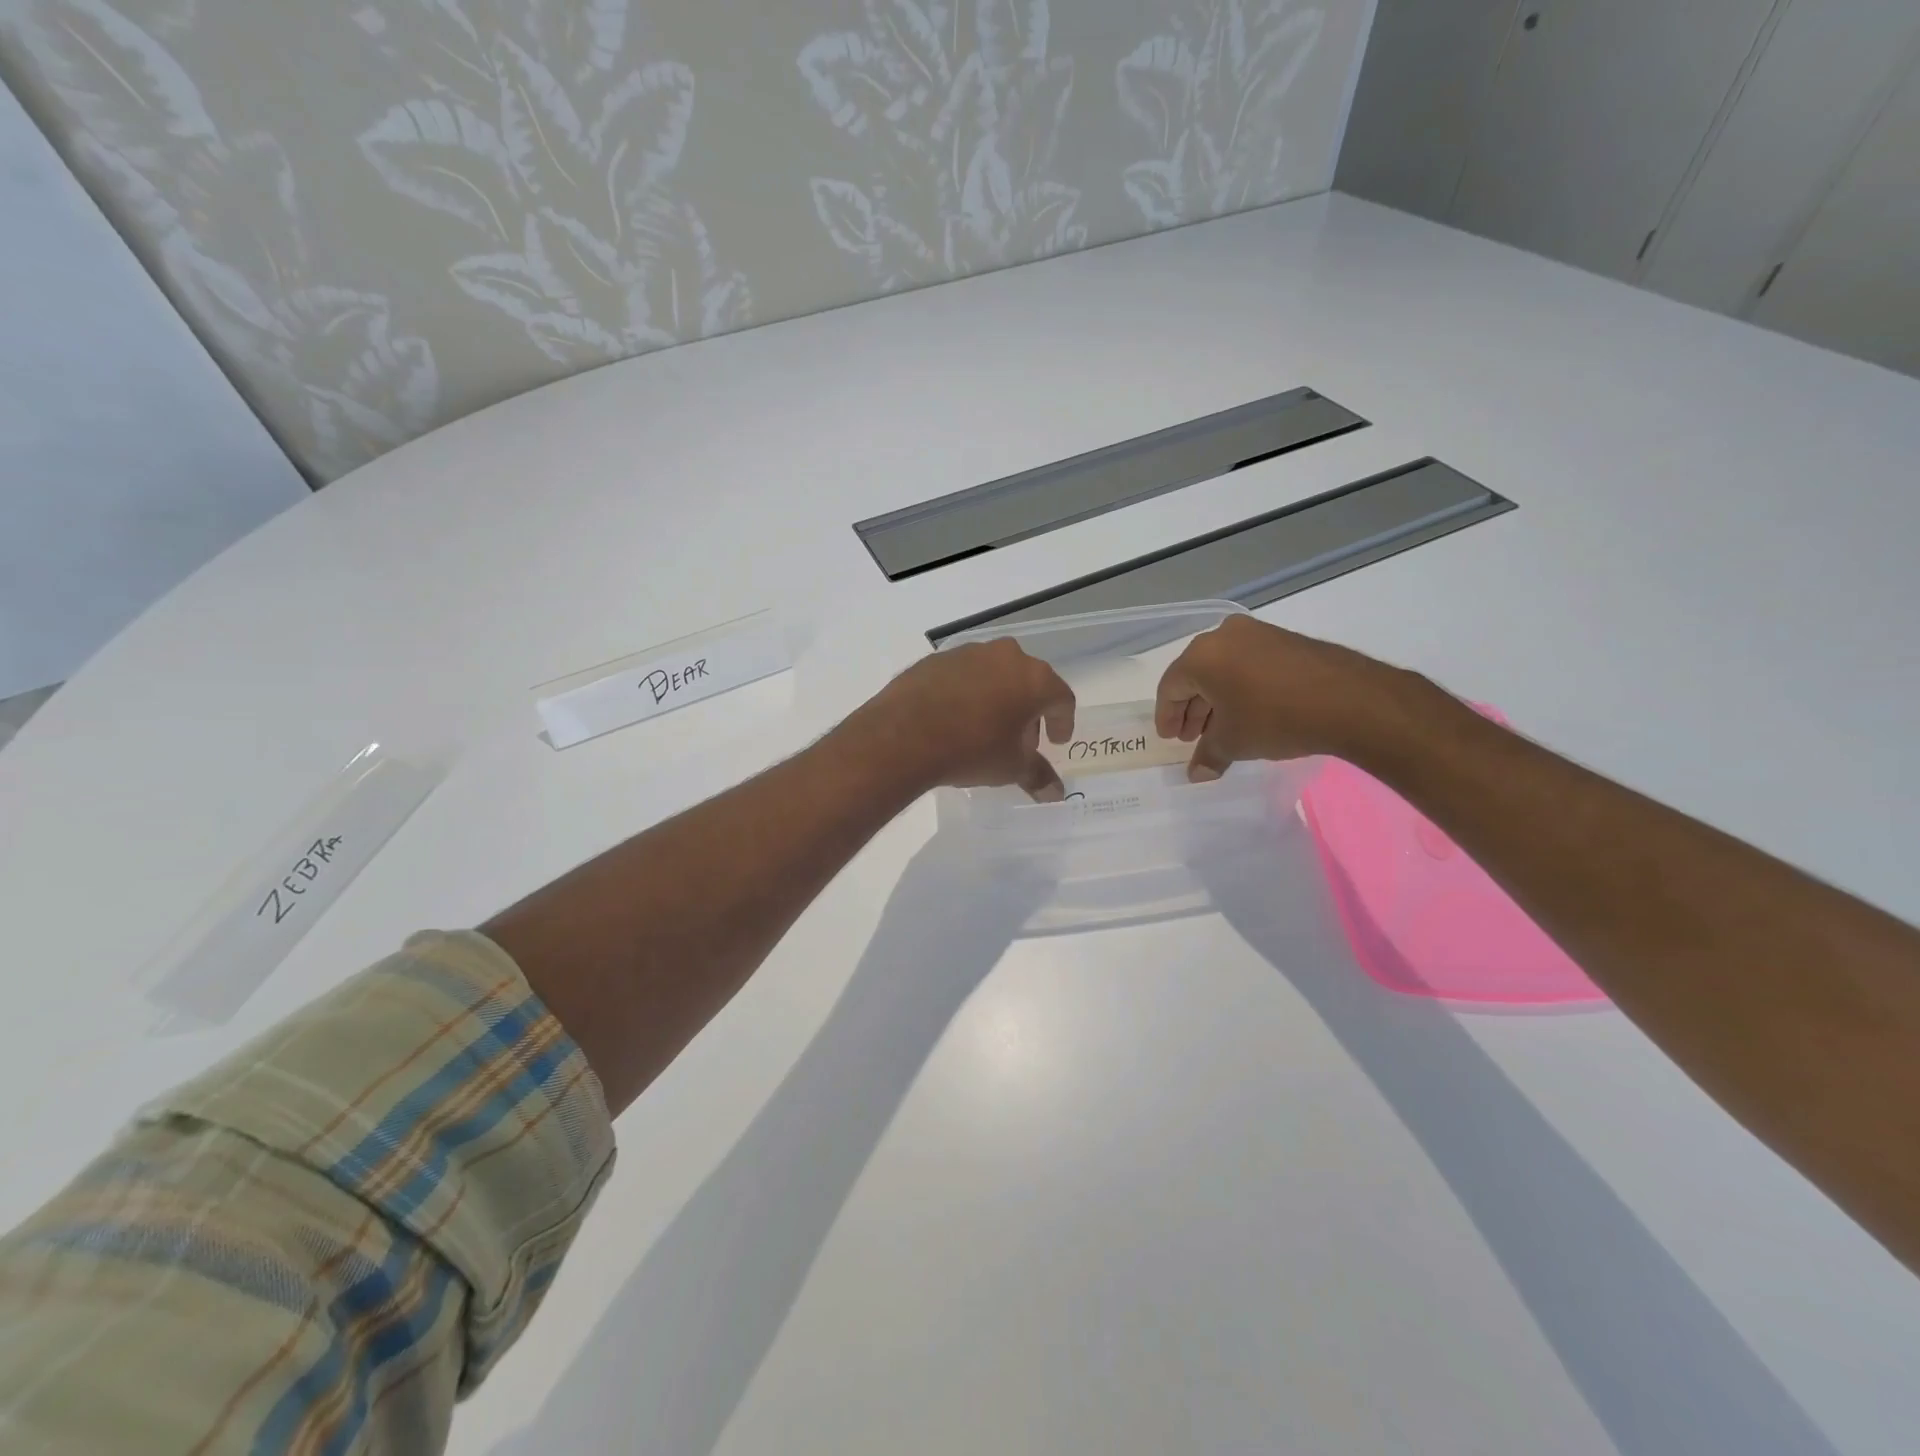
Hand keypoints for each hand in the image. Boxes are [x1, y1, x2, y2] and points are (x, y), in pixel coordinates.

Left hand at [845, 639, 1076, 800]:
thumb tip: (1055, 793)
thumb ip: (1037, 775)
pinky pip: (963, 676)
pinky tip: (955, 719)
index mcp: (1034, 678)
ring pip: (995, 675)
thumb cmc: (971, 749)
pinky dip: (968, 693)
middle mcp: (1005, 656)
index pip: (1061, 698)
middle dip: (1028, 711)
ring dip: (998, 699)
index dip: (1062, 722)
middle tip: (1020, 740)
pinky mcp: (936, 659)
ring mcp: (968, 652)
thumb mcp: (1010, 767)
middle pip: (1028, 682)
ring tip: (986, 730)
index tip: (1056, 741)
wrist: (903, 735)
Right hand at [1155, 615, 1416, 780]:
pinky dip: (1241, 688)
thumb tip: (1196, 774)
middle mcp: (1224, 636)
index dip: (1167, 716)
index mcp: (1201, 656)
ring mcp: (1257, 634)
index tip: (1170, 737)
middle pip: (1196, 675)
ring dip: (1216, 700)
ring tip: (1221, 729)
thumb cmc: (1275, 718)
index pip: (1171, 687)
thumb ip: (1209, 756)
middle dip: (1192, 709)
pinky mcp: (1284, 640)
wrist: (1349, 700)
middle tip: (1192, 736)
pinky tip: (1249, 712)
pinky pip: (1248, 664)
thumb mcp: (1234, 742)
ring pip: (1223, 669)